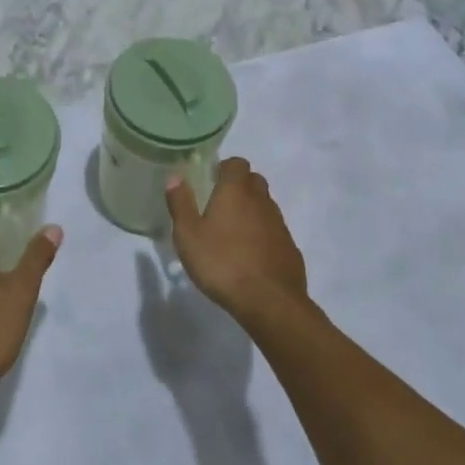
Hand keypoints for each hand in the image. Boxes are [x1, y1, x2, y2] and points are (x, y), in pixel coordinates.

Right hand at [165, 158, 306, 320]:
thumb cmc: (222, 263)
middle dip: (239, 186)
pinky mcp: (290, 247)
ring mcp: (279, 224)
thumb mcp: (188, 235)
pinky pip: (274, 230)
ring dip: (251, 211)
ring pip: (266, 205)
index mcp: (236, 191)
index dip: (224, 168)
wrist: (269, 301)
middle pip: (254, 181)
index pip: (237, 163)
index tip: (211, 181)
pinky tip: (250, 255)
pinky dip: (263, 234)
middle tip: (219, 205)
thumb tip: (175, 177)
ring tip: (232, 232)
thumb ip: (180, 204)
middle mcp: (261, 201)